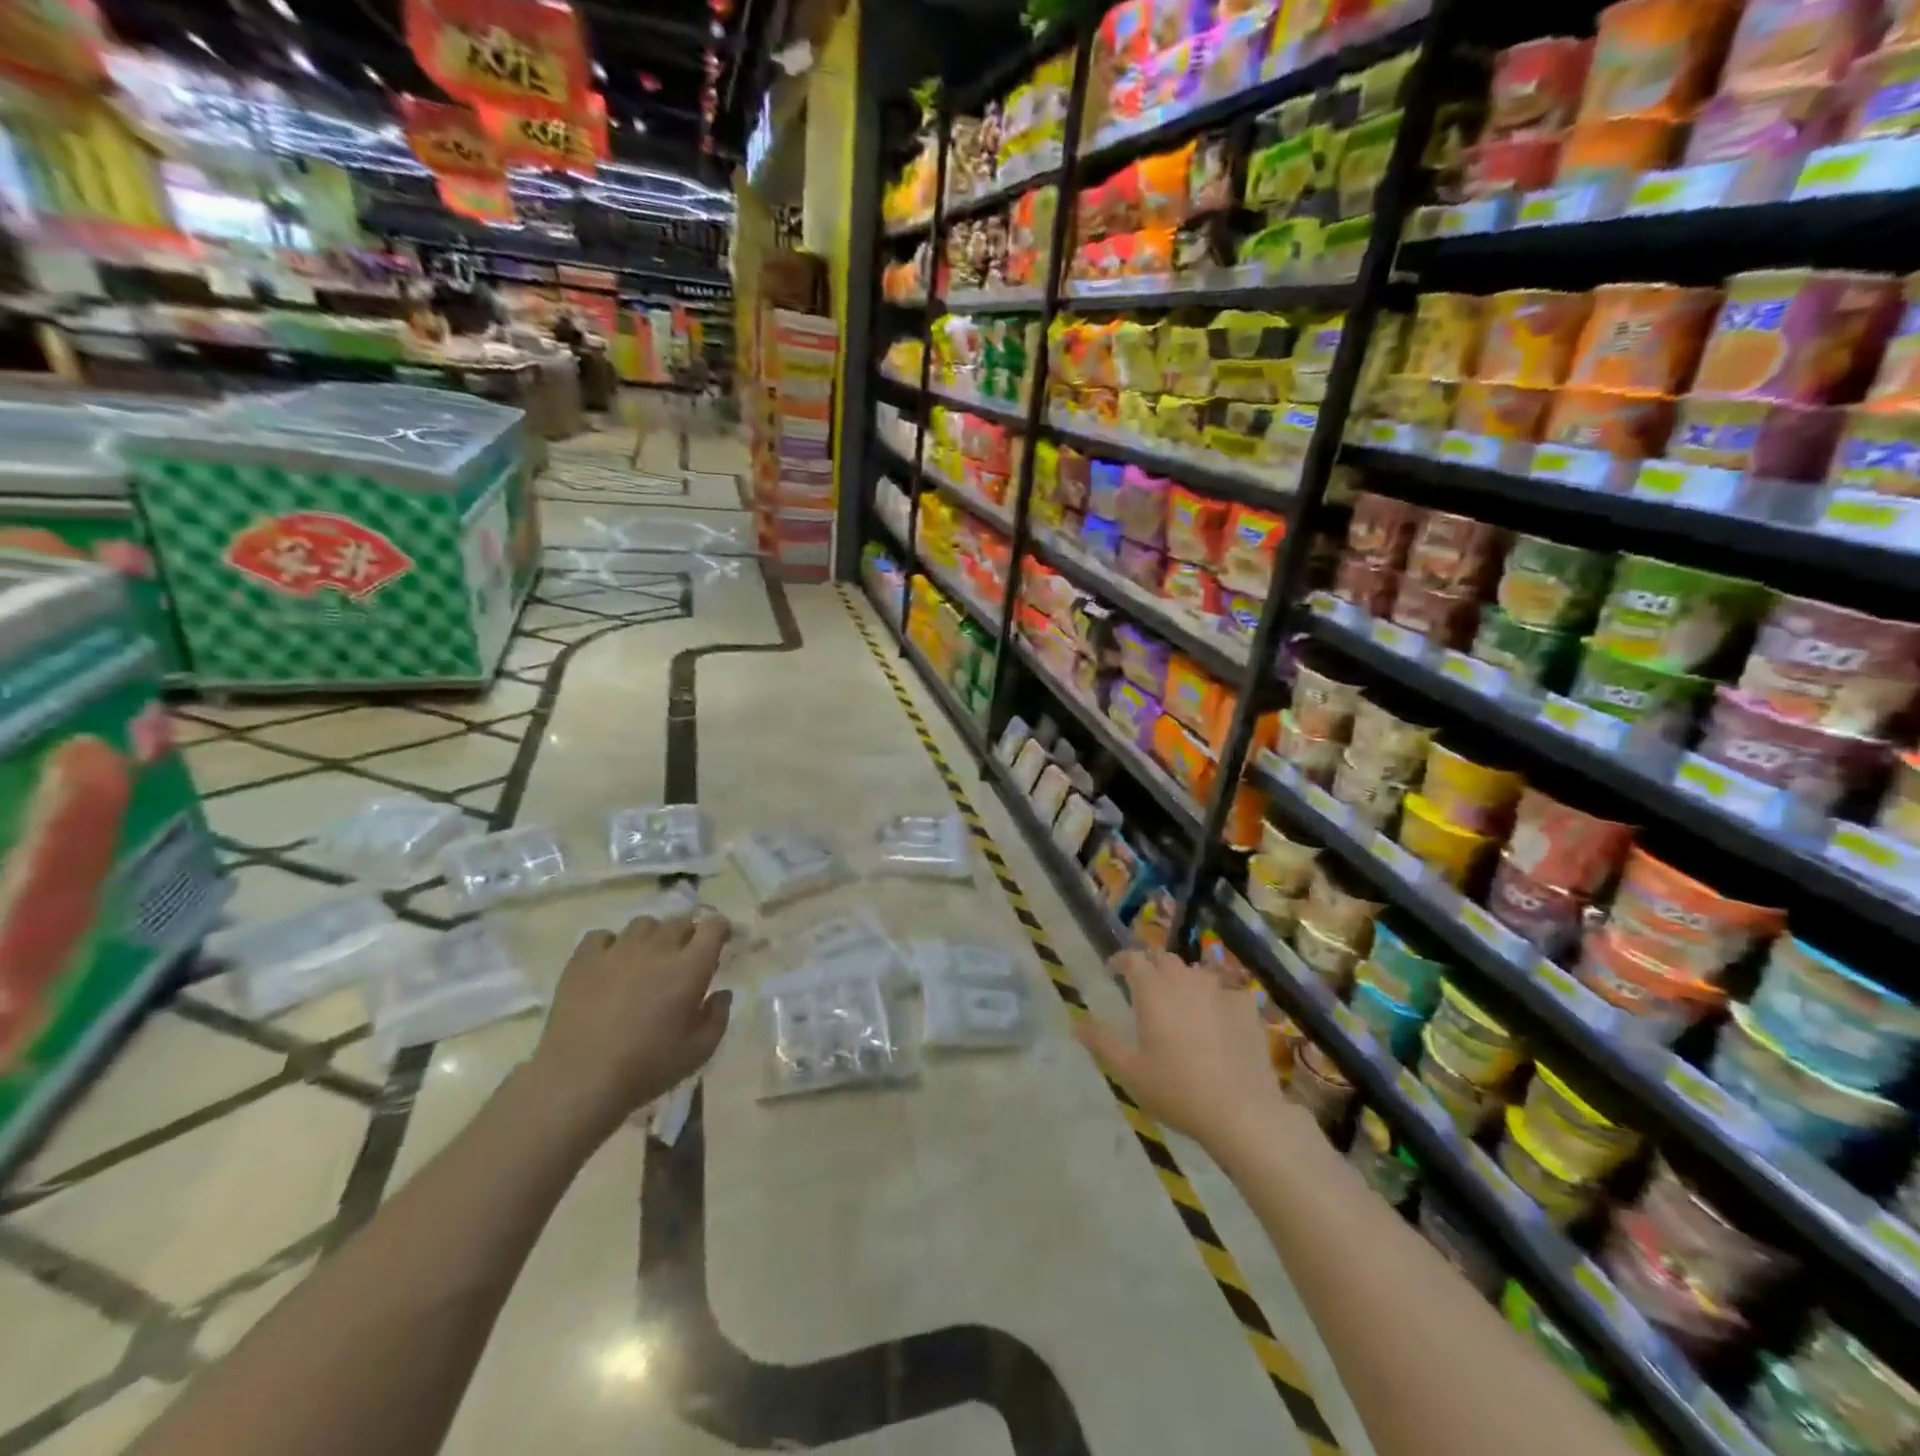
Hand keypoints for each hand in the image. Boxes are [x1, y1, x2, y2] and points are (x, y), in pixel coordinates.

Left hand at [528, 914, 732, 1137]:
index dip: (721, 929)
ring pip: (643, 924)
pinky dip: (611, 944)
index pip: (713, 927)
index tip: (722, 941)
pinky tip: (610, 963)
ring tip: (647, 958)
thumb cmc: (646, 1068)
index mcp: (689, 968)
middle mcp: (656, 949)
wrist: (579, 1081)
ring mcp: (617, 951)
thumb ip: (718, 1018)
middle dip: (689, 934)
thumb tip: (722, 993)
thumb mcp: (698, 1052)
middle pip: (679, 922)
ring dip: (652, 936)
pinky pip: (601, 936)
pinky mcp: (583, 961)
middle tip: (685, 957)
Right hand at [1075, 949, 1288, 1159]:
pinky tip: (1219, 1018)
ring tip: (1181, 1004)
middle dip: (1152, 968)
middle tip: (1146, 991)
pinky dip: (1218, 998)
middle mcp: (1184, 980)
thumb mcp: (1130, 1071)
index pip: (1132, 958)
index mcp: (1152, 990)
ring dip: (1184, 981)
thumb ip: (1102, 1042)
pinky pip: (1228, 991)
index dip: (1120, 961)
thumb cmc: (1177, 1090)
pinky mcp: (1246, 1007)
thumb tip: (1077, 1022)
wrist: (1241, 1111)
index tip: (1113, 973)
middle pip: (1164, 960)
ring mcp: (1219, 990)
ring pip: (1196, 972)